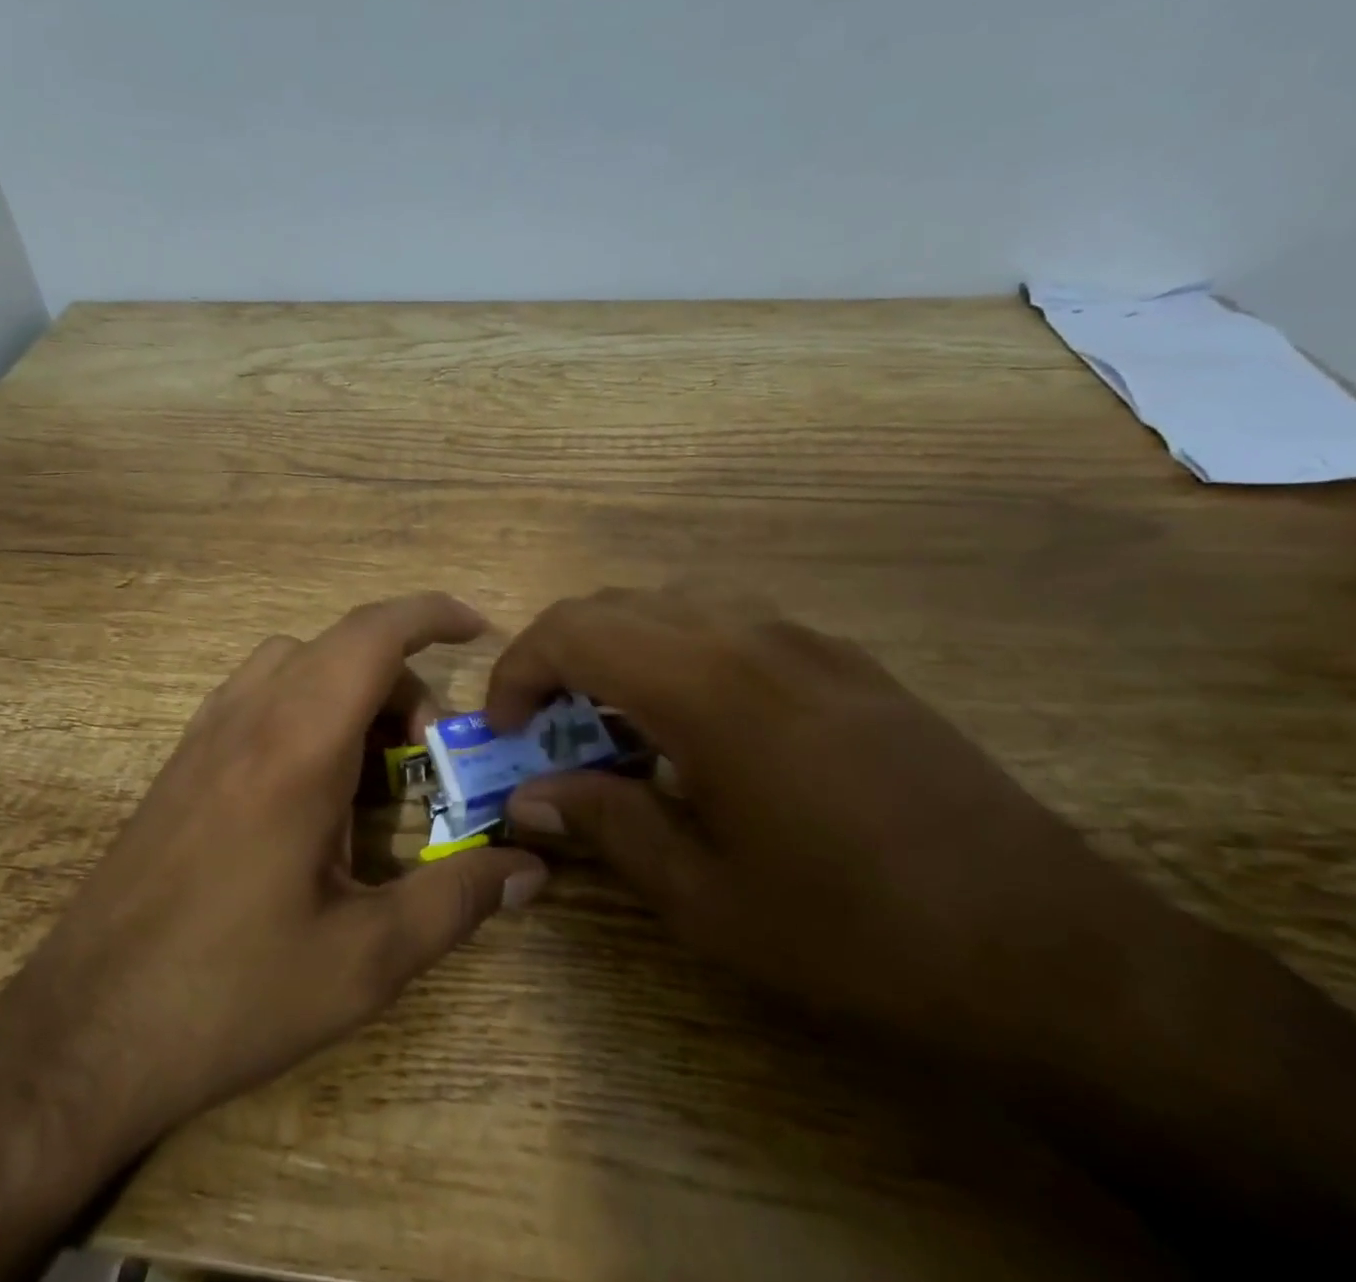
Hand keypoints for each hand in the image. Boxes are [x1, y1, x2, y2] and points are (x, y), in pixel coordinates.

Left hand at [6, 590, 546, 1156]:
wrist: (83, 1032)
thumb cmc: (231, 992)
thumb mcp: (365, 960)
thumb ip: (458, 901)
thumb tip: (532, 867)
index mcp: (299, 745)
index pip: (373, 634)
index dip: (431, 613)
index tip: (477, 627)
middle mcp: (249, 716)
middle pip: (342, 646)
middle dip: (403, 679)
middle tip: (430, 756)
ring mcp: (206, 734)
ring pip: (295, 662)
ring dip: (349, 688)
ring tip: (372, 768)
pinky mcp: (181, 761)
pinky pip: (258, 693)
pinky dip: (305, 704)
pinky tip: (312, 785)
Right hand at [487, 584, 1355, 1250]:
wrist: (1052, 951)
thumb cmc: (852, 931)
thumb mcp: (704, 897)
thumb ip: (605, 825)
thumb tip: (528, 799)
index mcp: (705, 686)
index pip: (572, 632)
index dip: (518, 671)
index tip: (504, 729)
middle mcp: (748, 636)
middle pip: (614, 605)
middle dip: (559, 657)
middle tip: (548, 730)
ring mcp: (804, 638)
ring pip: (671, 605)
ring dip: (619, 650)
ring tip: (616, 727)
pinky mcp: (844, 658)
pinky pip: (729, 625)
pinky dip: (678, 654)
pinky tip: (699, 728)